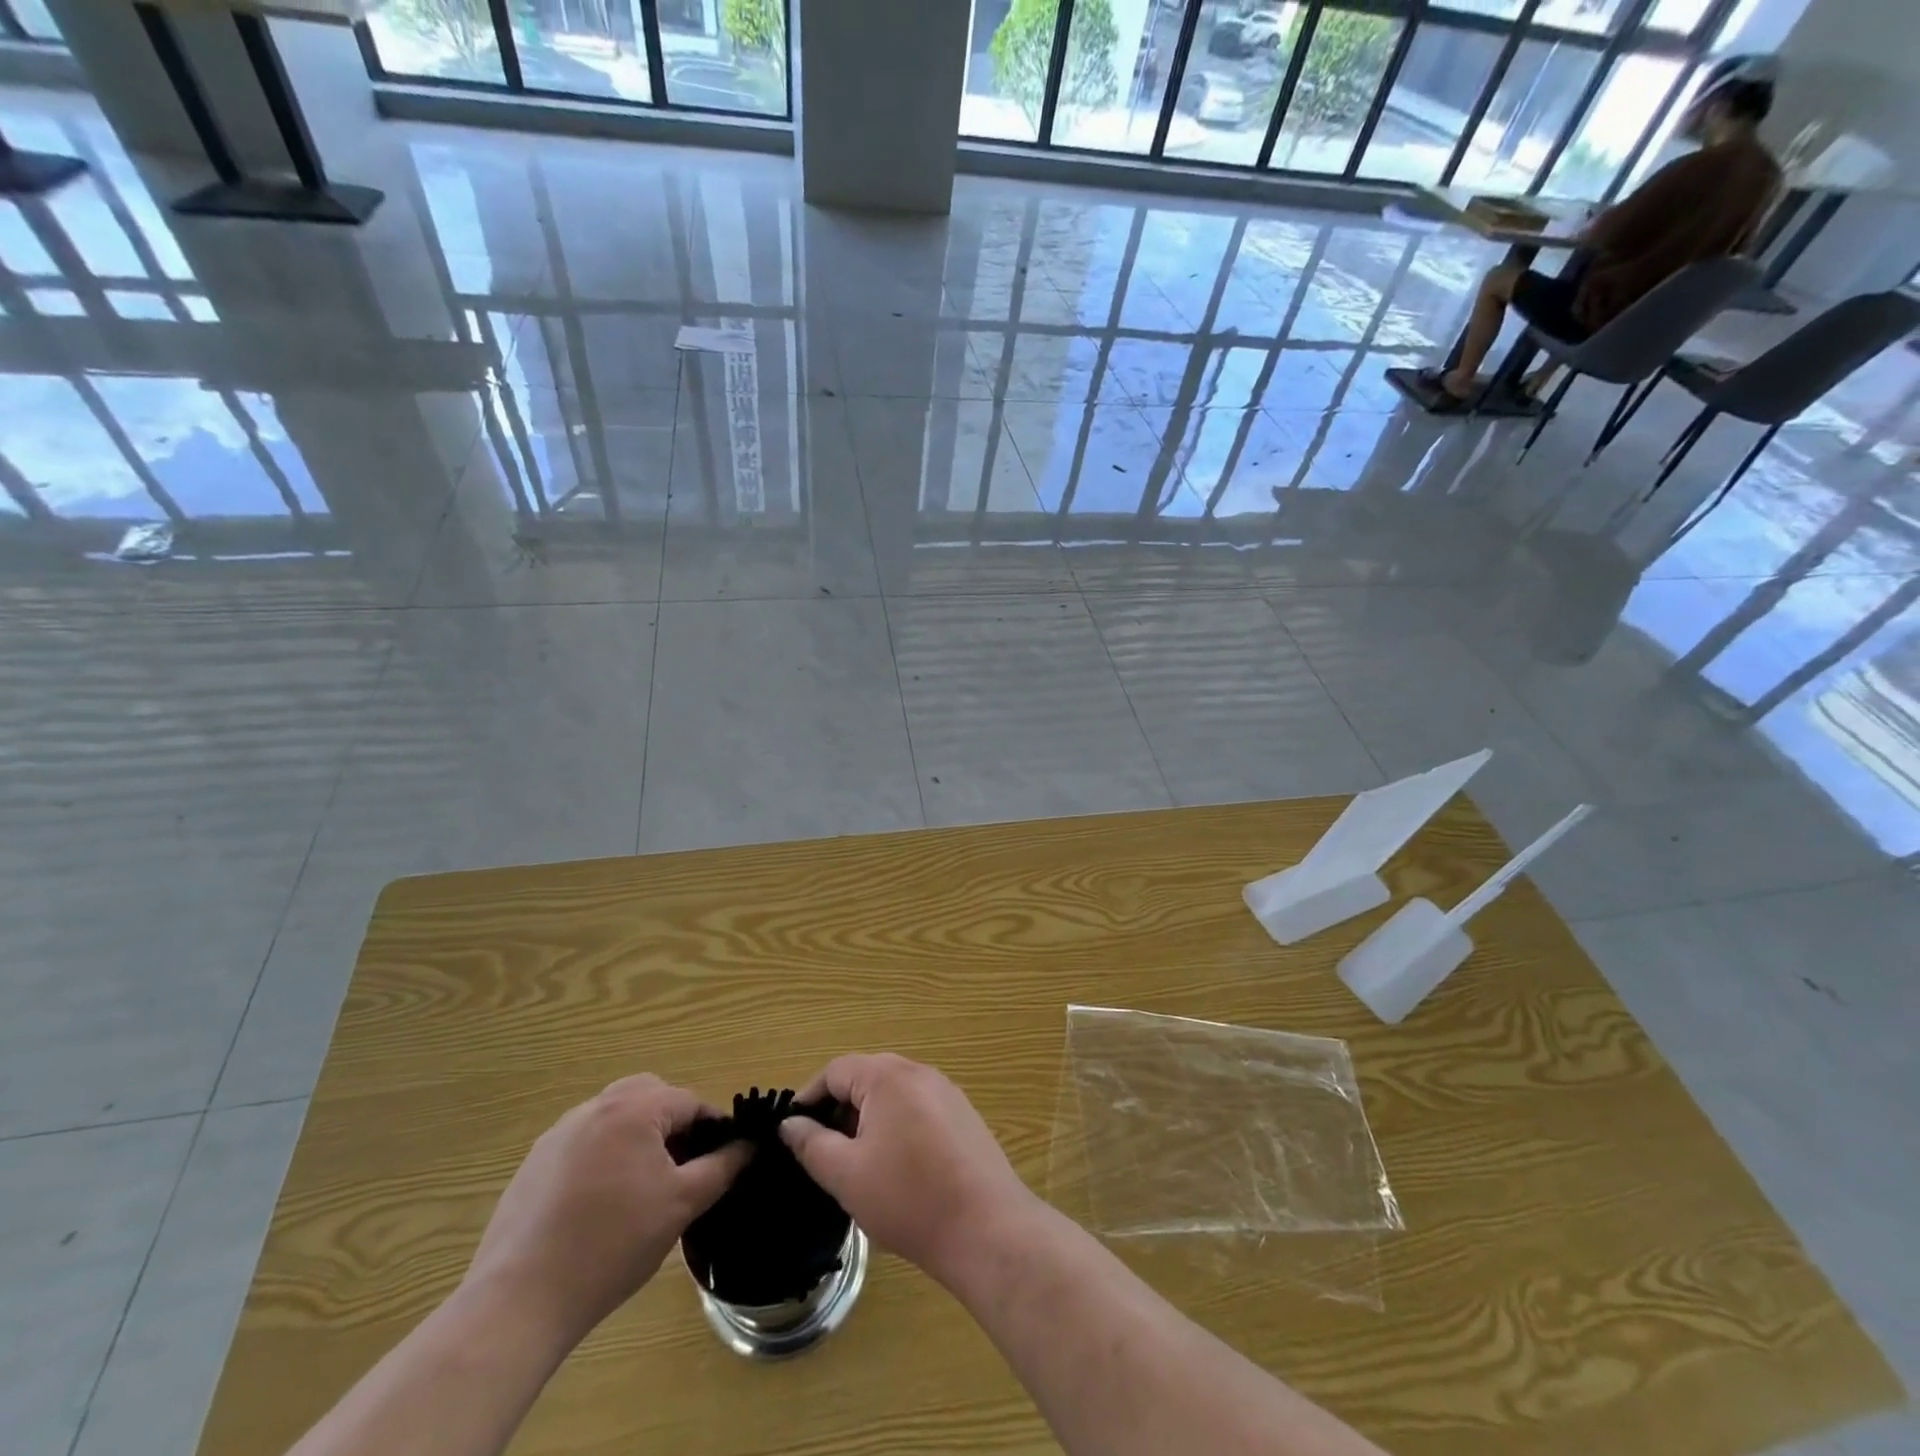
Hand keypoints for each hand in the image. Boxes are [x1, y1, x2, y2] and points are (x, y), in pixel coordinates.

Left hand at [464, 1075, 748, 1344]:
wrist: (520, 1300)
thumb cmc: (613, 1244)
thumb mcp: (682, 1205)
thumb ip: (723, 1167)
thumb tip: (750, 1146)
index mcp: (634, 1108)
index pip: (690, 1101)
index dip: (712, 1128)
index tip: (720, 1162)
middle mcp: (595, 1106)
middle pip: (650, 1095)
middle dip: (673, 1123)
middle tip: (682, 1168)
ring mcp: (559, 1133)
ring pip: (615, 1116)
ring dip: (637, 1137)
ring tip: (643, 1188)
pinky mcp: (533, 1163)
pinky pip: (584, 1142)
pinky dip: (603, 1156)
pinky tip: (600, 1205)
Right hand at [779, 1054, 1039, 1285]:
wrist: (986, 1227)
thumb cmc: (907, 1197)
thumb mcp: (846, 1174)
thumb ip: (812, 1144)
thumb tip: (790, 1123)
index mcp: (888, 1076)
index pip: (836, 1070)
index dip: (809, 1097)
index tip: (792, 1131)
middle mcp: (919, 1071)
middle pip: (866, 1078)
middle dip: (839, 1110)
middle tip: (821, 1152)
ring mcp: (947, 1092)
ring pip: (893, 1095)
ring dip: (868, 1121)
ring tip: (855, 1165)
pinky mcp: (964, 1116)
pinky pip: (918, 1109)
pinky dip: (896, 1128)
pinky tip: (895, 1169)